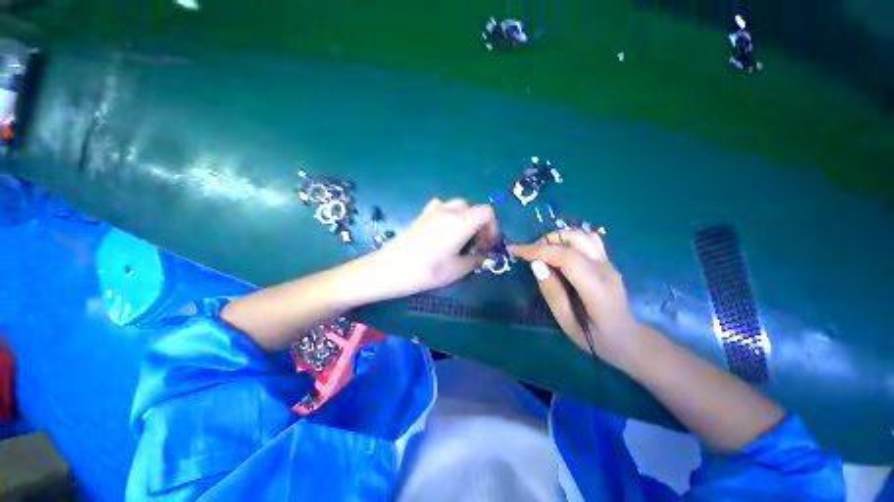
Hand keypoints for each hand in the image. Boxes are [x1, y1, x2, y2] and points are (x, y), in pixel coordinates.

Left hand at [372, 198, 497, 297]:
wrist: (391, 269)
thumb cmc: (427, 271)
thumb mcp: (457, 270)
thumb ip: (476, 260)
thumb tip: (483, 256)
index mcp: (461, 222)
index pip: (487, 211)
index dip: (492, 227)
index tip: (487, 244)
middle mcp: (449, 210)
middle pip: (473, 207)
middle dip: (480, 224)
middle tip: (475, 244)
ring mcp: (433, 210)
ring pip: (458, 206)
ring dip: (466, 219)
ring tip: (460, 239)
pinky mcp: (422, 214)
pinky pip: (443, 207)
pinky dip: (450, 216)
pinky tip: (443, 232)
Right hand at [509, 231, 641, 366]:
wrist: (628, 339)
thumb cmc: (595, 339)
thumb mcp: (568, 324)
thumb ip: (552, 294)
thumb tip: (536, 265)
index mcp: (597, 290)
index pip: (566, 258)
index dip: (538, 250)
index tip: (515, 251)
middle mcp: (605, 270)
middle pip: (573, 241)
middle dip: (543, 243)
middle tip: (526, 255)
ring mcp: (609, 263)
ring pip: (580, 235)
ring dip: (556, 238)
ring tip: (541, 251)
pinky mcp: (607, 260)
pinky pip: (588, 239)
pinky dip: (569, 238)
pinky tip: (559, 249)